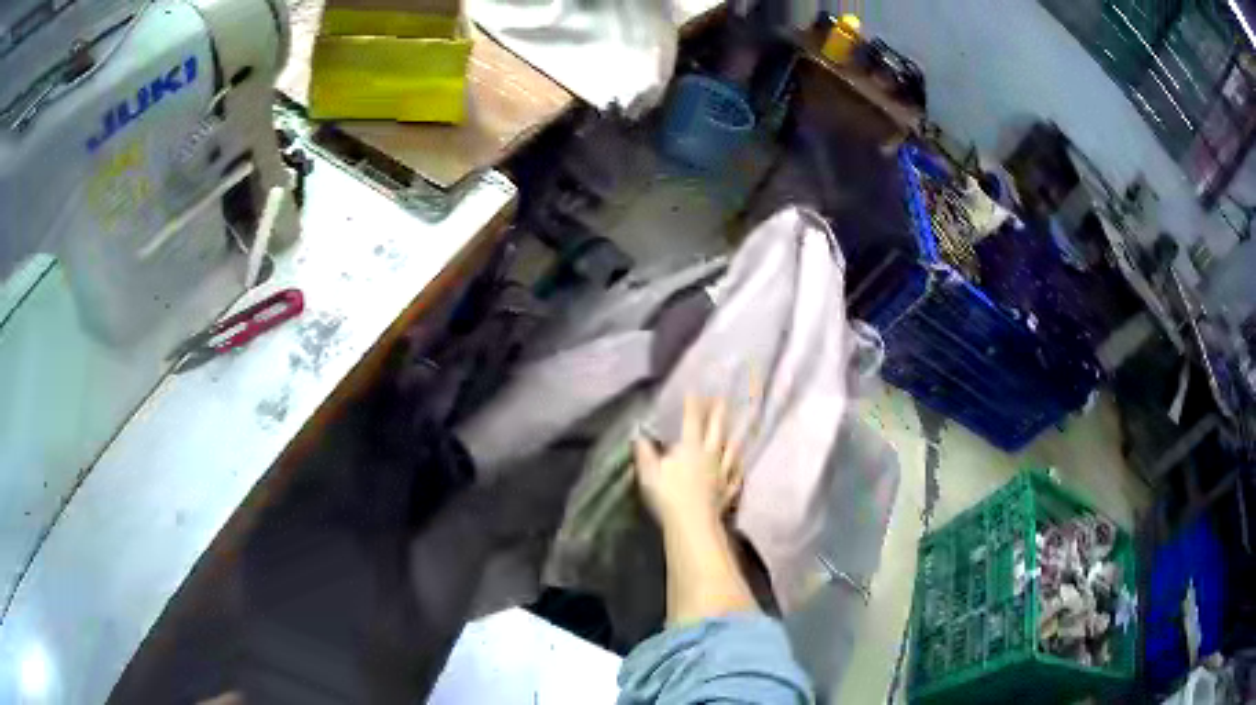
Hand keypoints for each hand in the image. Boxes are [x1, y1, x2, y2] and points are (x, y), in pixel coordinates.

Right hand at [633, 395, 742, 528]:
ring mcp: (722, 473)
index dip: (693, 405)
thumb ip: (645, 453)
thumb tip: (639, 437)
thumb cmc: (668, 495)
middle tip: (723, 399)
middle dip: (718, 413)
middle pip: (716, 430)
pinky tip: (741, 466)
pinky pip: (736, 476)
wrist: (693, 522)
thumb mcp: (649, 472)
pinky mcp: (728, 490)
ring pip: (731, 451)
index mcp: (690, 448)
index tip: (695, 391)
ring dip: (733, 439)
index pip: (692, 421)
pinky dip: (738, 469)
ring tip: (737, 429)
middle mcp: (710, 455)